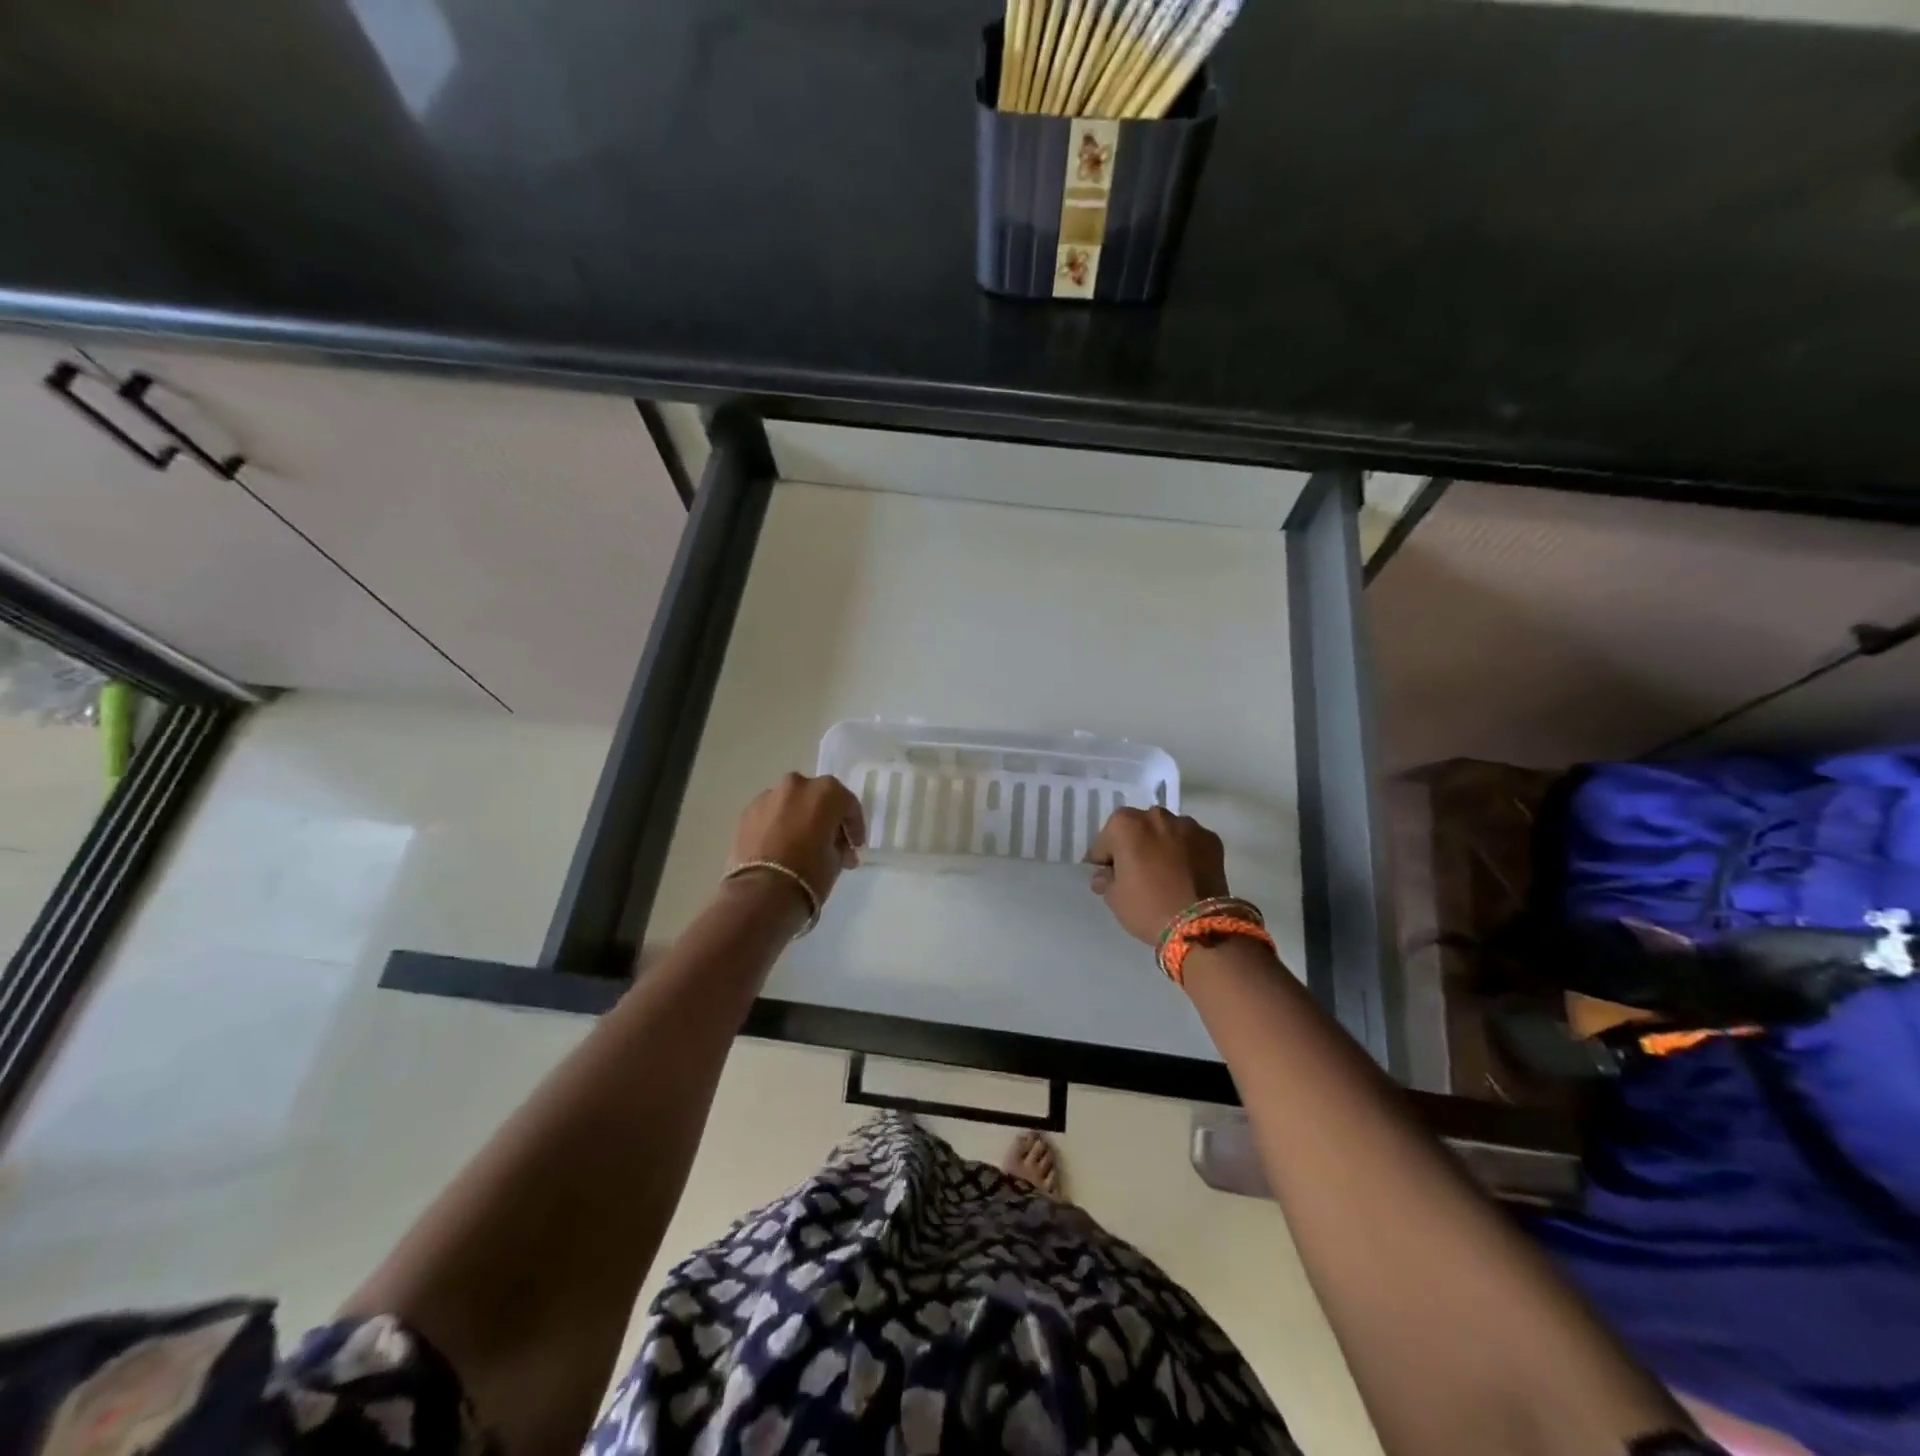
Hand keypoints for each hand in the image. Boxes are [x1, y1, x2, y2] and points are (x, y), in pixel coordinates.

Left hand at [731, 773, 865, 912]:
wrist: (762, 892)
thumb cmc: (810, 873)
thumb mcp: (837, 859)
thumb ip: (839, 844)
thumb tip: (837, 847)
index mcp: (826, 792)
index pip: (848, 805)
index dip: (854, 827)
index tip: (855, 847)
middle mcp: (797, 785)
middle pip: (817, 798)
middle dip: (825, 818)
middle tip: (829, 843)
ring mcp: (768, 796)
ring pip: (791, 803)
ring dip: (799, 819)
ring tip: (800, 845)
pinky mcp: (747, 812)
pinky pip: (770, 814)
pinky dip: (777, 825)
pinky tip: (779, 847)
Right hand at [1087, 806, 1229, 945]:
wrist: (1200, 924)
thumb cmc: (1147, 907)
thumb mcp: (1114, 898)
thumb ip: (1105, 879)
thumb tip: (1106, 874)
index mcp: (1125, 825)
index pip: (1105, 841)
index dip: (1104, 860)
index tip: (1108, 876)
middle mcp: (1155, 816)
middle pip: (1137, 829)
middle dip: (1134, 846)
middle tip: (1136, 873)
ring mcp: (1187, 825)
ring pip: (1166, 832)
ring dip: (1161, 846)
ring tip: (1165, 873)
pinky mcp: (1211, 839)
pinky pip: (1190, 842)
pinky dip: (1185, 853)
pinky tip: (1186, 874)